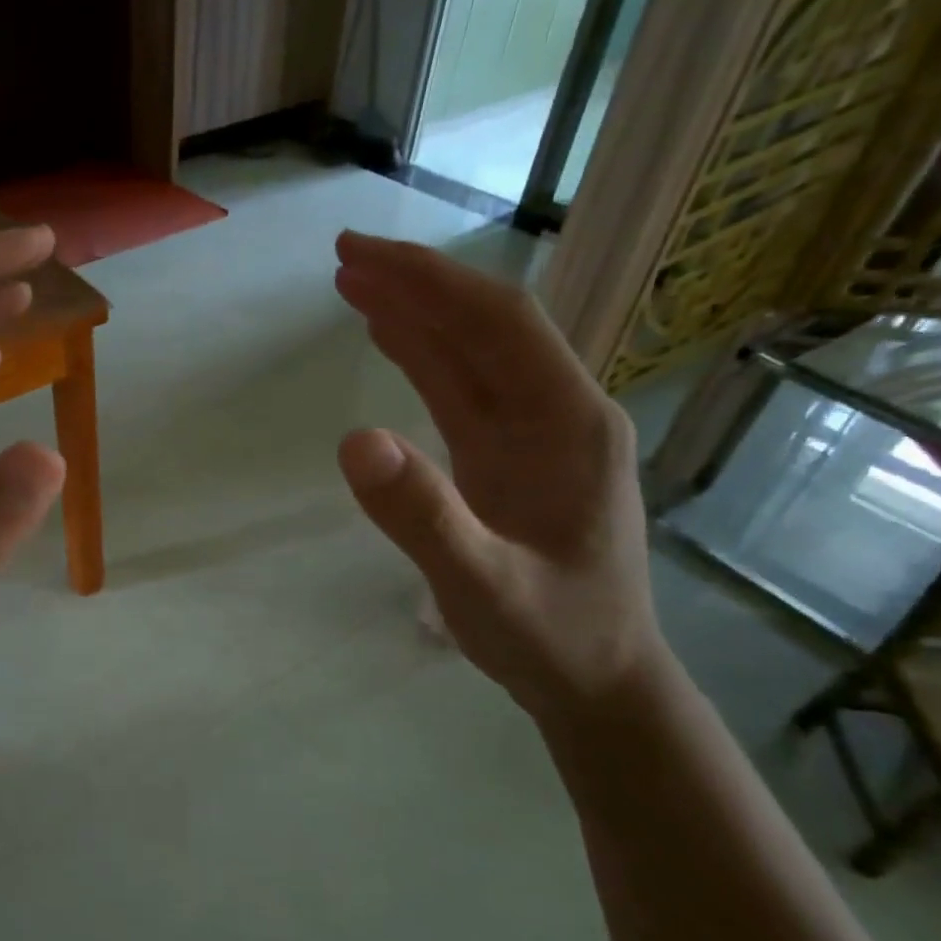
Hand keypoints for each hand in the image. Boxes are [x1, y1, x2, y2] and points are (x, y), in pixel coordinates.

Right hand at [333, 231, 666, 720]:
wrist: (600, 683)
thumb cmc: (552, 637)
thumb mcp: (484, 588)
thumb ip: (425, 517)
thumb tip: (354, 440)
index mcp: (568, 424)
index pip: (496, 324)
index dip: (428, 281)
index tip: (358, 257)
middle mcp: (557, 412)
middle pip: (483, 325)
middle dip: (415, 283)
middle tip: (341, 258)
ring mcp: (534, 434)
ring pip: (470, 353)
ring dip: (413, 313)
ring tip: (350, 283)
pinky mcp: (509, 457)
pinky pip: (461, 389)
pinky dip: (421, 355)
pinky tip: (388, 337)